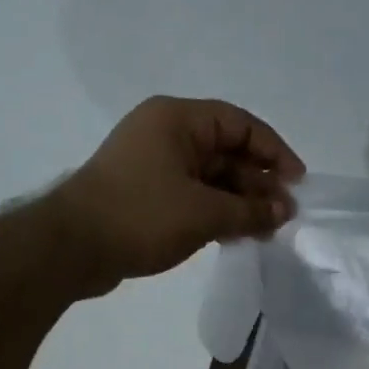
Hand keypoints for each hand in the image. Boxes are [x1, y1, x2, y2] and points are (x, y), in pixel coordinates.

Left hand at [58, 96, 304, 292]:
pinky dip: (218, 211)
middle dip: (258, 182)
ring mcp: (154, 165)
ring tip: (266, 230)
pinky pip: (194, 195)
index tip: (297, 182)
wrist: (71, 247)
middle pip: (227, 150)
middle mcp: (166, 134)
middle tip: (284, 214)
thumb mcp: (205, 213)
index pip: (240, 124)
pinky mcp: (147, 194)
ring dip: (240, 201)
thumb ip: (251, 210)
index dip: (274, 151)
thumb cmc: (141, 216)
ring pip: (211, 177)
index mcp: (177, 120)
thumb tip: (286, 211)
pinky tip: (238, 235)